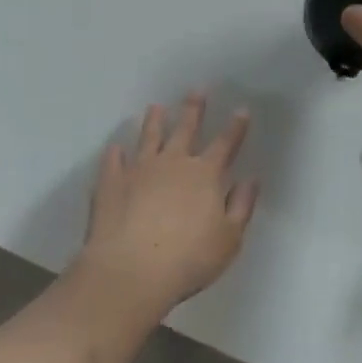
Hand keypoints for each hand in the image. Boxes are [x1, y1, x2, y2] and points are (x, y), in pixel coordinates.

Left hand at [76, 92, 258, 318]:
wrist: (130, 272)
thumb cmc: (188, 260)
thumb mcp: (229, 239)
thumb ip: (241, 206)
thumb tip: (250, 180)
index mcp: (204, 175)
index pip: (225, 144)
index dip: (235, 127)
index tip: (241, 110)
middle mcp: (173, 163)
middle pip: (185, 130)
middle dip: (193, 109)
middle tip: (196, 90)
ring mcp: (139, 170)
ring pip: (149, 137)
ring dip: (154, 121)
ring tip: (156, 107)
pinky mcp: (111, 183)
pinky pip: (113, 161)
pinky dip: (115, 152)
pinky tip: (115, 147)